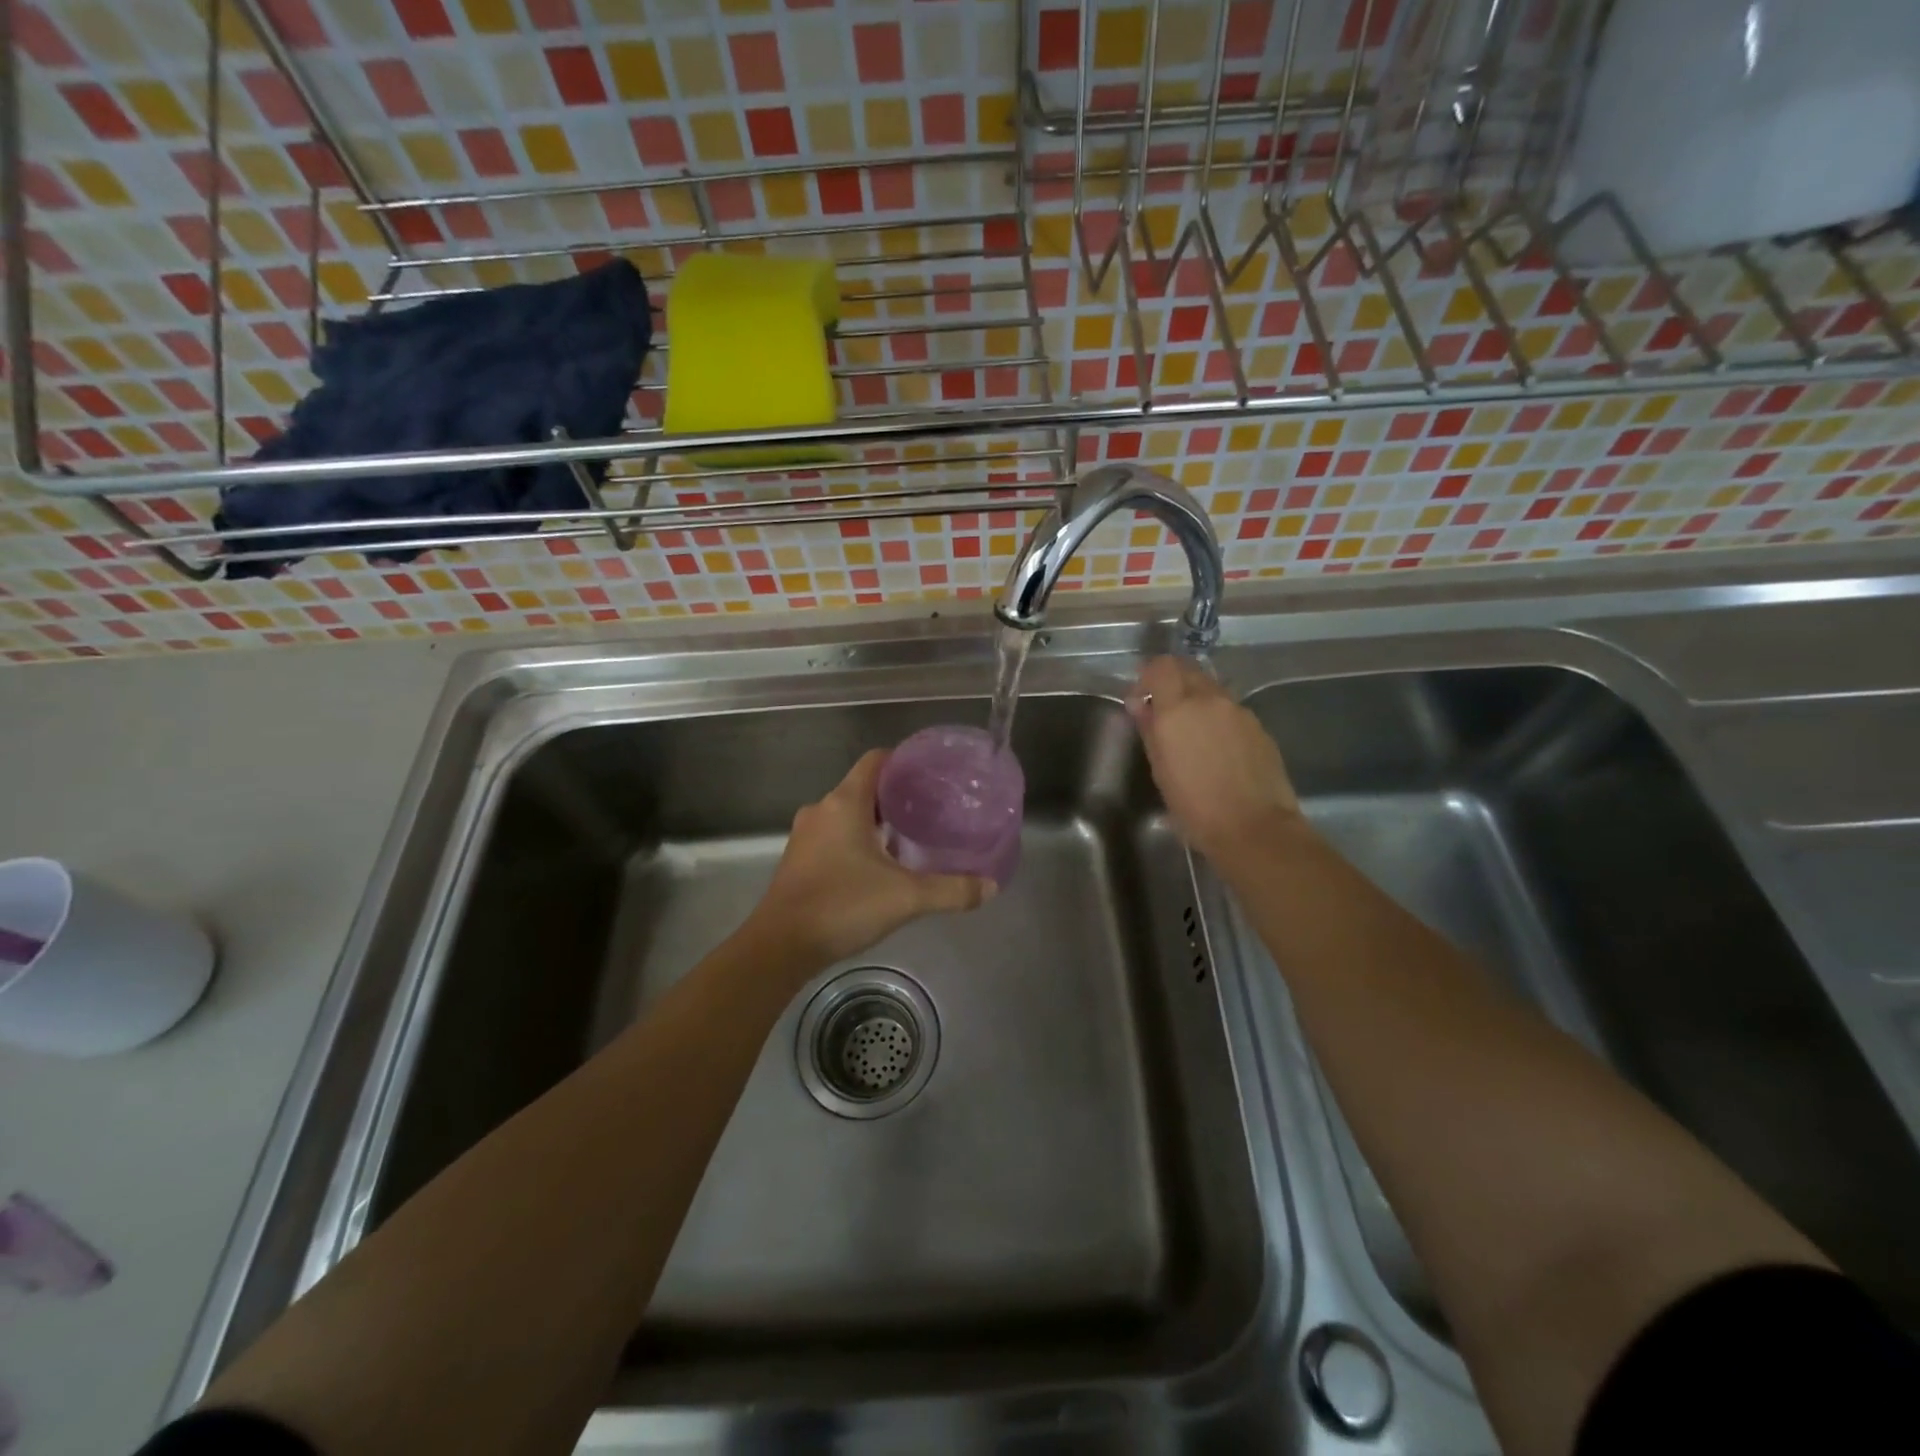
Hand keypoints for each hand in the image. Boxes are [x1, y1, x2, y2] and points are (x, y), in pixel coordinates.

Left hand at [748, 749, 995, 965]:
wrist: (780, 946)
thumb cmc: (843, 905)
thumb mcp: (906, 898)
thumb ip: (951, 890)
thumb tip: (991, 887)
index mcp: (844, 802)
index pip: (875, 761)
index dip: (902, 761)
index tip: (929, 774)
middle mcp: (822, 810)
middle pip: (862, 788)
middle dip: (894, 797)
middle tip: (928, 810)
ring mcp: (805, 835)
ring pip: (846, 815)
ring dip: (874, 822)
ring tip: (908, 838)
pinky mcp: (798, 860)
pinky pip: (833, 837)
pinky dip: (855, 842)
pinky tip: (877, 867)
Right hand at [1127, 656, 1304, 860]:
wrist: (1254, 828)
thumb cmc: (1195, 806)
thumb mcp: (1160, 770)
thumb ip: (1149, 729)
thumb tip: (1140, 705)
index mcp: (1179, 709)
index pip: (1161, 666)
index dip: (1148, 676)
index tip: (1141, 698)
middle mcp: (1210, 700)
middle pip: (1188, 671)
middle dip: (1172, 683)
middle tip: (1163, 711)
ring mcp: (1239, 712)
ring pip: (1212, 690)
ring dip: (1197, 701)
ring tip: (1192, 734)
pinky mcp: (1259, 727)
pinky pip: (1231, 711)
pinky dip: (1218, 718)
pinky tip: (1217, 750)